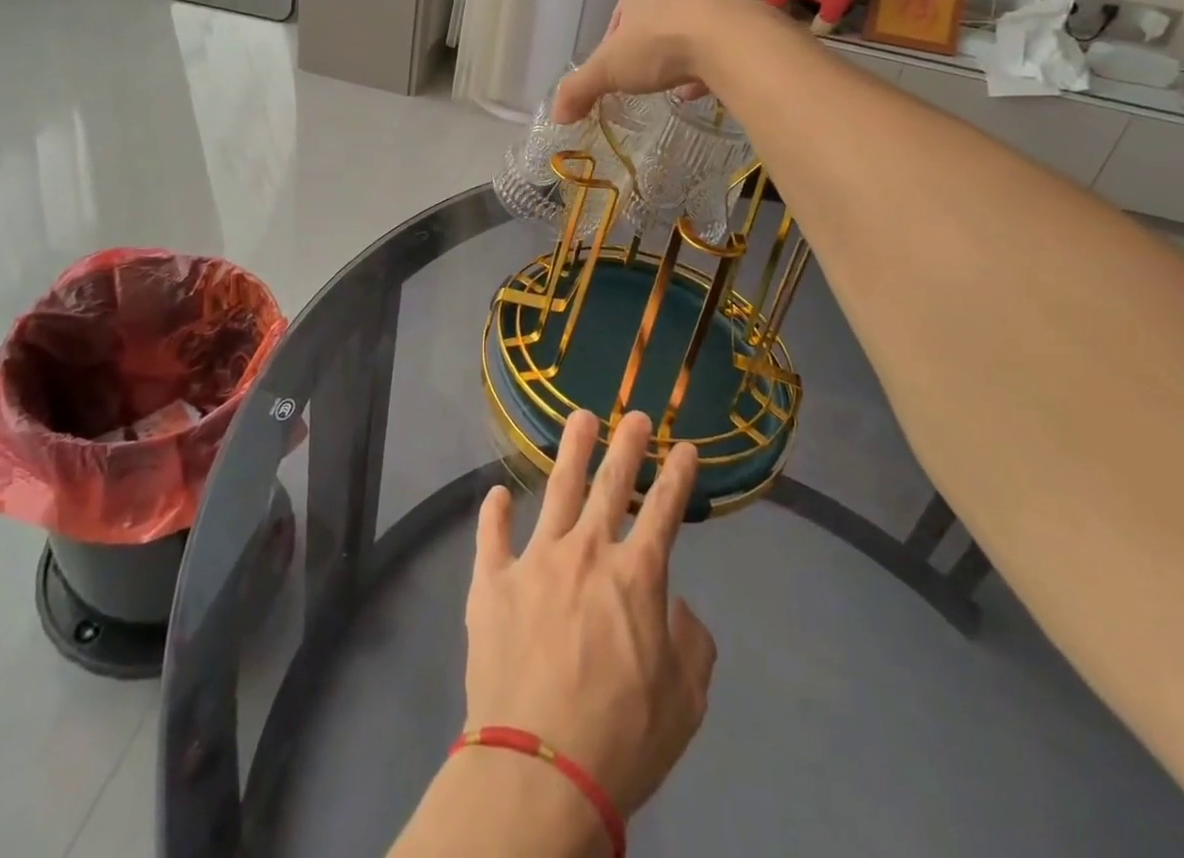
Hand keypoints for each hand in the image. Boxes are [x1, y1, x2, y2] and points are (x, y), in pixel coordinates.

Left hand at [464, 410, 716, 821]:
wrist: (539, 768)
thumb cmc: (622, 739)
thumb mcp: (685, 701)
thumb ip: (690, 643)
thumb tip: (674, 605)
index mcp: (635, 577)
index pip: (664, 511)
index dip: (677, 476)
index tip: (684, 447)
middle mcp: (586, 552)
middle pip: (610, 485)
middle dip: (626, 446)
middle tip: (634, 416)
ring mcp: (535, 561)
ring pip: (556, 491)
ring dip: (571, 452)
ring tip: (580, 418)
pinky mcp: (493, 581)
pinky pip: (492, 536)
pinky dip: (495, 514)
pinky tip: (497, 494)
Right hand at [550, 0, 752, 123]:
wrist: (731, 42)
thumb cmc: (659, 45)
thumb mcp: (609, 70)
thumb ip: (580, 89)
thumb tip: (557, 114)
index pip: (619, 17)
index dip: (613, 47)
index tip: (616, 73)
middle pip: (654, 22)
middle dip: (648, 52)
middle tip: (645, 80)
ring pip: (687, 32)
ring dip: (678, 58)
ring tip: (674, 87)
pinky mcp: (743, 19)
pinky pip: (717, 44)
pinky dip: (707, 65)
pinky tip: (702, 88)